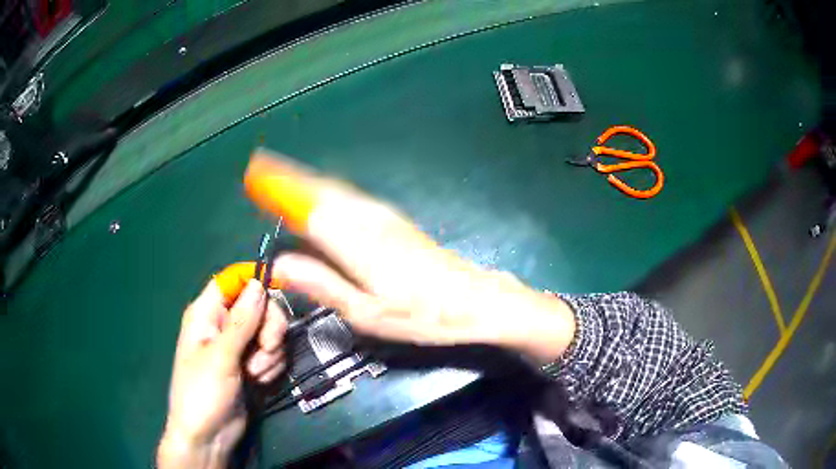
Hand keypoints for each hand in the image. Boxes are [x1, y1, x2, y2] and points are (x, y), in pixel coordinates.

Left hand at [157, 280, 286, 468]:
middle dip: (269, 327)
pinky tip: (259, 382)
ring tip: (254, 374)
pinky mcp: (252, 365)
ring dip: (269, 354)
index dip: (255, 280)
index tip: (279, 289)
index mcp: (207, 313)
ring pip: (270, 332)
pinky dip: (271, 367)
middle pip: (259, 306)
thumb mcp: (220, 356)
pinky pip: (273, 354)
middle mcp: (224, 325)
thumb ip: (241, 321)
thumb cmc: (202, 393)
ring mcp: (240, 346)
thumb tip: (259, 283)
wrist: (209, 436)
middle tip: (266, 348)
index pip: (233, 281)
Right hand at [246, 152, 575, 363]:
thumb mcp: (367, 313)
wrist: (475, 300)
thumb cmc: (422, 315)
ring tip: (279, 175)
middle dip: (287, 177)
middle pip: (318, 190)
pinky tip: (320, 195)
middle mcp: (365, 218)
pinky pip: (350, 197)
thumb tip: (282, 265)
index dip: (278, 189)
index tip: (254, 175)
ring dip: (305, 180)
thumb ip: (321, 285)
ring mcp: (383, 215)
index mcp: (353, 241)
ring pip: (335, 190)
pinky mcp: (394, 220)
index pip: (305, 206)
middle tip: (259, 169)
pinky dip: (328, 191)